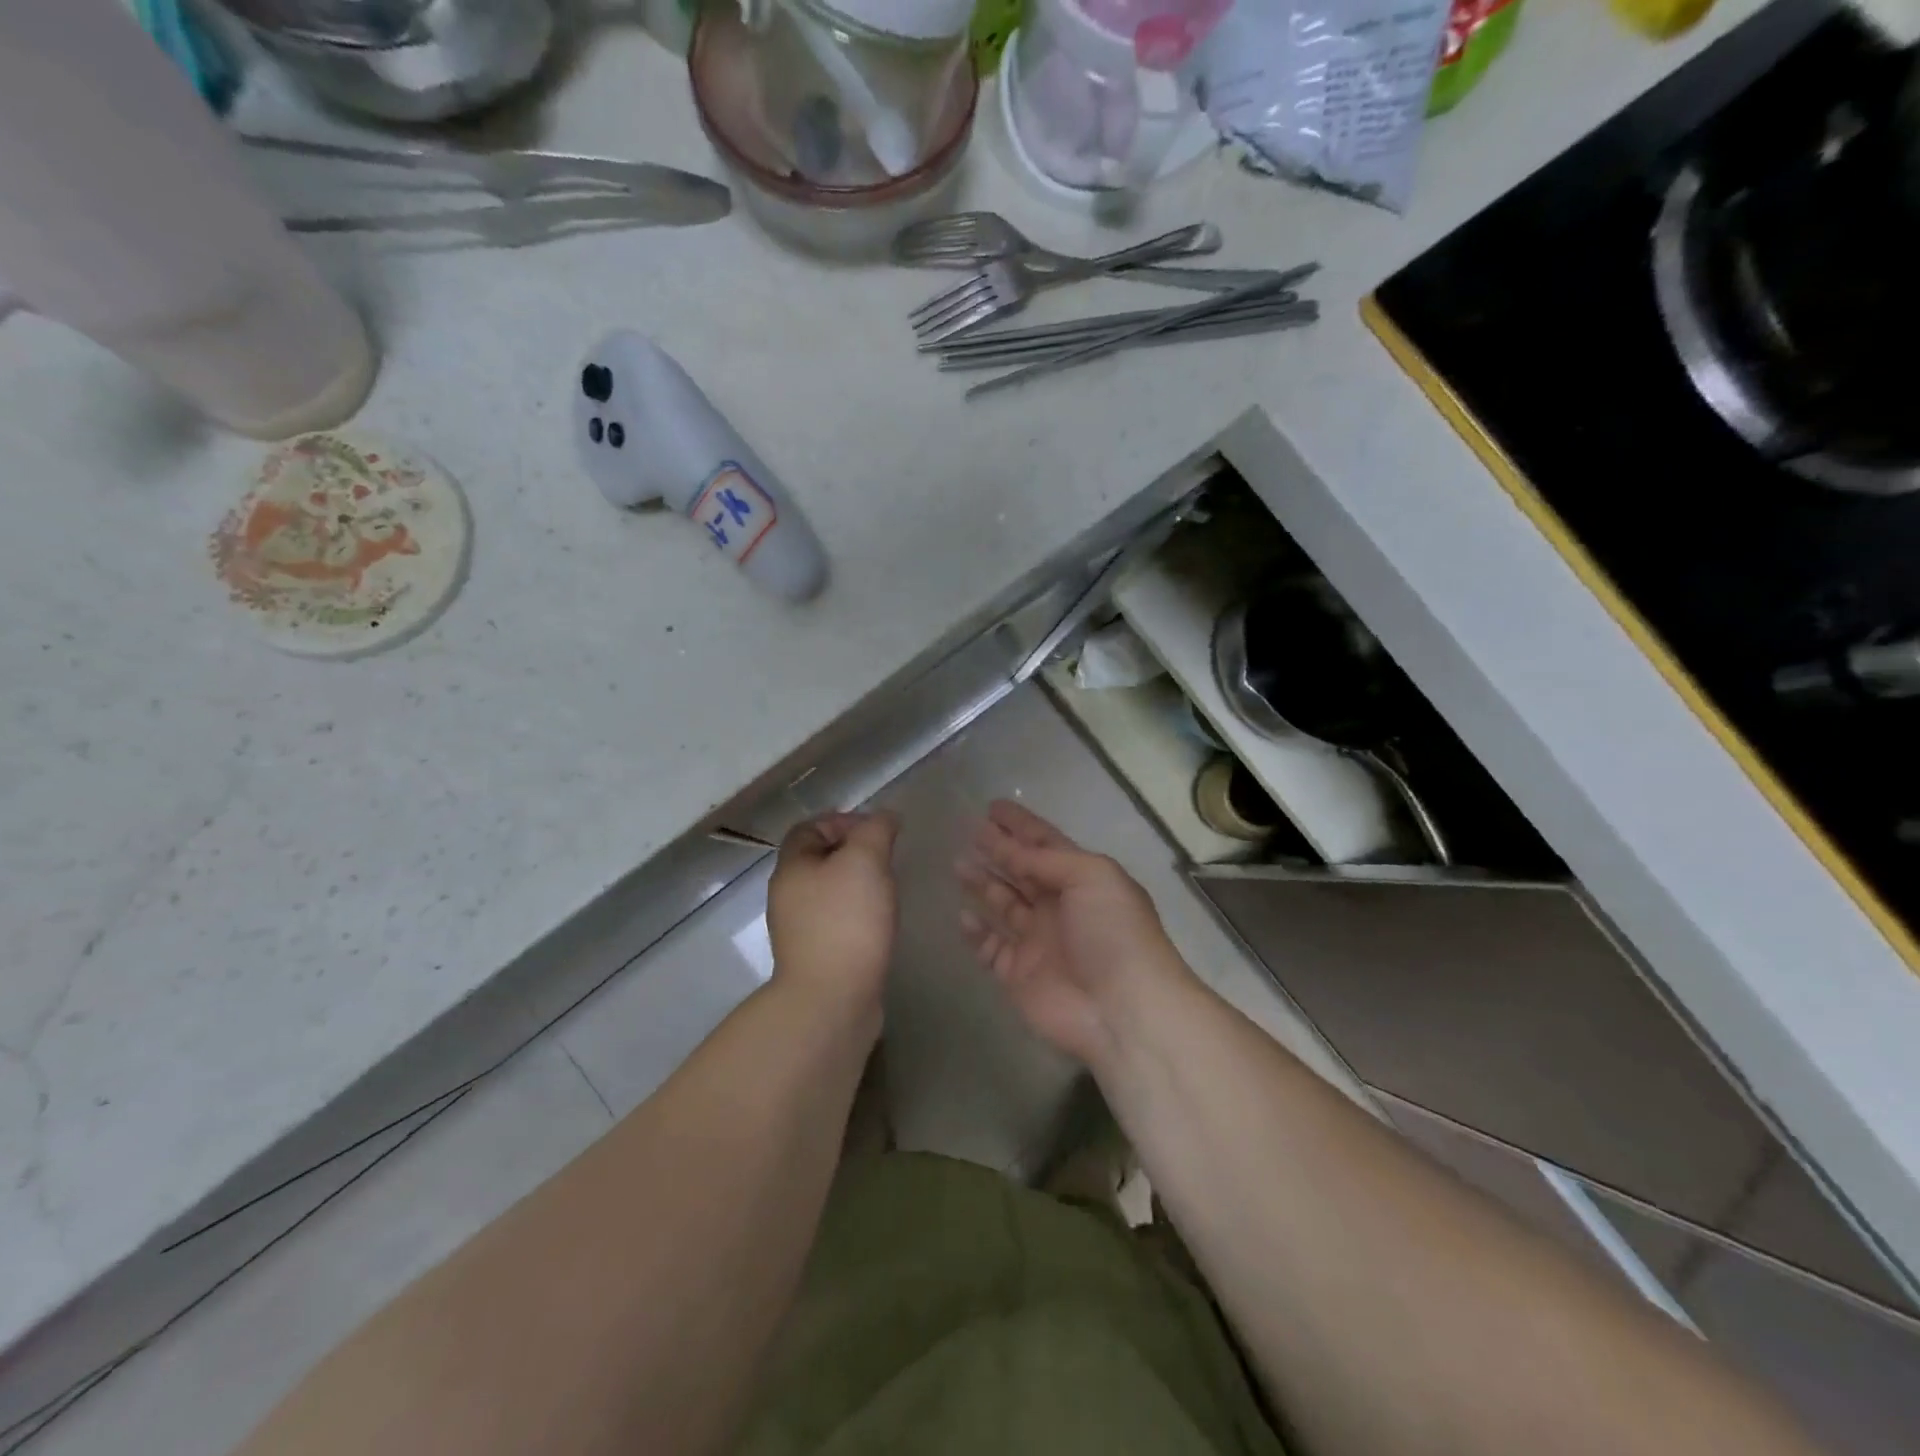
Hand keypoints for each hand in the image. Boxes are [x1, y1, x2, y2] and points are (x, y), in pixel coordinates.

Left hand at [767, 811, 899, 1014]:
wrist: (833, 1001)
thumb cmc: (846, 921)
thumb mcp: (865, 861)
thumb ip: (876, 831)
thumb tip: (885, 818)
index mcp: (792, 868)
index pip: (809, 828)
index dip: (842, 820)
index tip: (877, 831)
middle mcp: (788, 896)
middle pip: (820, 860)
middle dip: (855, 853)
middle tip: (888, 859)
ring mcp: (801, 930)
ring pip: (831, 892)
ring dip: (859, 885)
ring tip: (889, 891)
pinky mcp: (819, 957)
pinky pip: (839, 922)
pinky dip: (860, 915)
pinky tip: (882, 923)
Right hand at [955, 800, 1190, 1066]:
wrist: (1121, 1010)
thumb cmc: (1113, 933)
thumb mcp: (1091, 876)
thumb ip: (1047, 860)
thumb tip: (1013, 850)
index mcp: (1083, 880)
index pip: (1045, 844)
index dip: (1020, 826)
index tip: (992, 807)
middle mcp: (1059, 907)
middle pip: (1022, 872)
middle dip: (998, 850)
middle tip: (969, 830)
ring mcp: (1038, 942)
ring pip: (1003, 905)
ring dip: (982, 884)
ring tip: (957, 863)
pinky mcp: (1018, 975)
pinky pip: (991, 947)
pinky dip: (977, 931)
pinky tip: (963, 914)